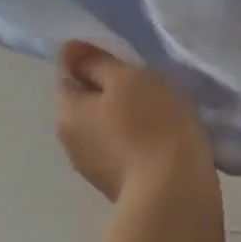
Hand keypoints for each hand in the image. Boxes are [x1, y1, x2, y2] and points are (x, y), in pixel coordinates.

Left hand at [56, 42, 214, 202]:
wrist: (174, 191)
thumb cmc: (150, 123)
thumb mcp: (127, 78)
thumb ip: (97, 62)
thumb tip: (69, 50)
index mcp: (66, 113)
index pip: (68, 74)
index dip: (93, 61)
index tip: (125, 57)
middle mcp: (70, 142)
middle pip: (87, 101)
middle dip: (111, 88)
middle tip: (146, 79)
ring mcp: (94, 168)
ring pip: (106, 125)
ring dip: (126, 114)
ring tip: (159, 106)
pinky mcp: (118, 184)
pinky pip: (124, 146)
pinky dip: (137, 136)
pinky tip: (161, 133)